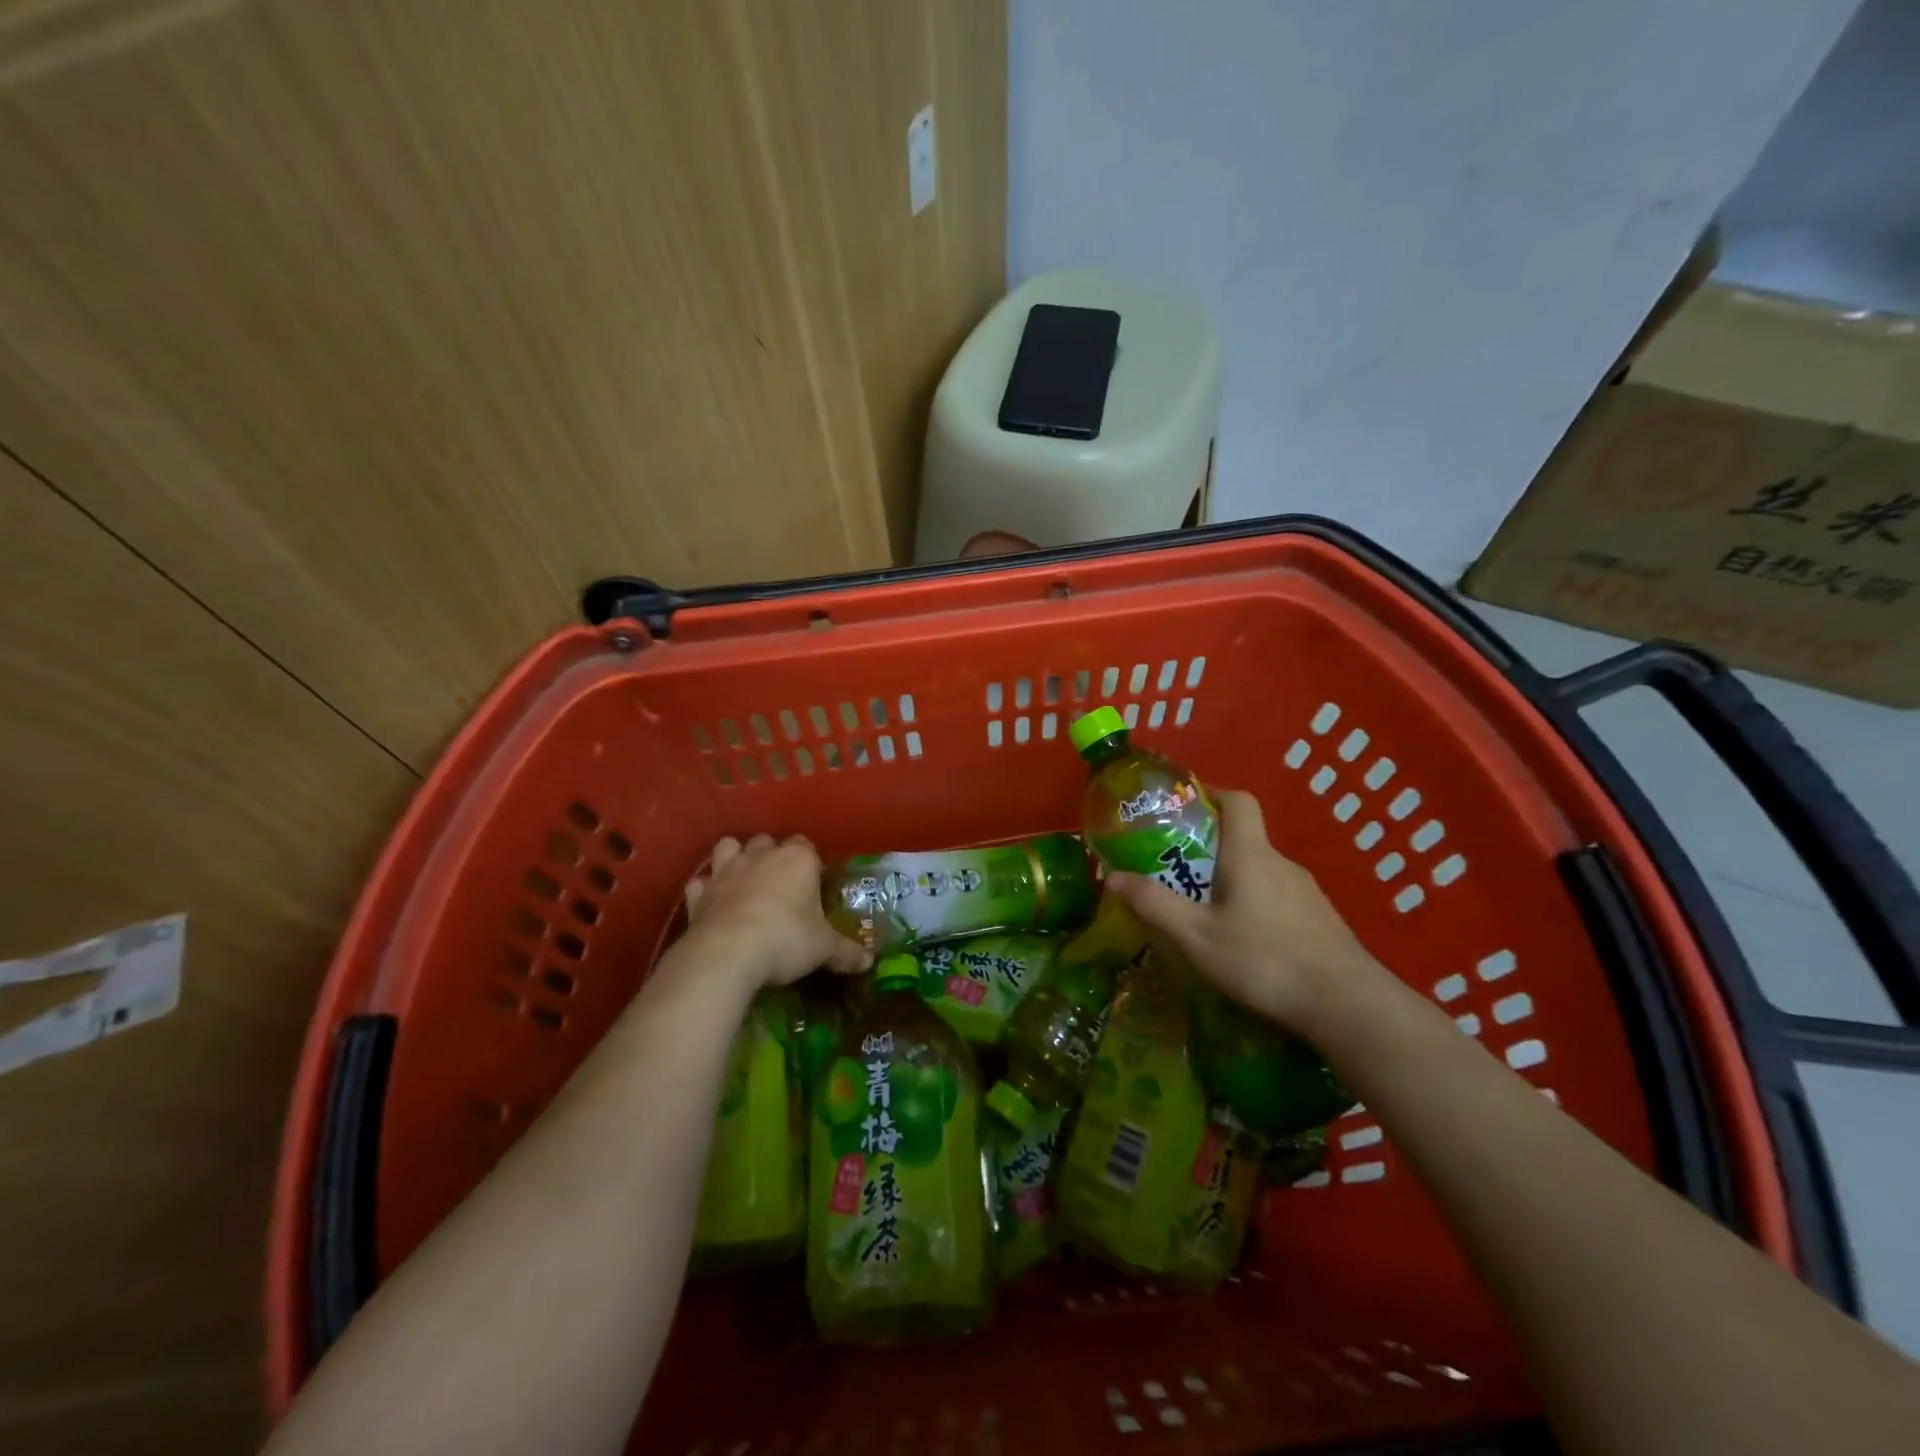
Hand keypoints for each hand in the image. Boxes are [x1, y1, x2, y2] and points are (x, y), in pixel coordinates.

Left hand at [677, 835, 870, 989]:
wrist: (727, 954)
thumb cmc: (786, 939)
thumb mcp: (824, 948)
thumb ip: (846, 951)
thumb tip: (869, 961)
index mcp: (797, 859)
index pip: (807, 845)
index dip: (810, 863)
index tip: (814, 884)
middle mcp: (760, 856)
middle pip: (767, 841)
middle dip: (772, 856)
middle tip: (781, 884)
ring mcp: (725, 871)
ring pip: (728, 848)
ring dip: (735, 858)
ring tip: (744, 881)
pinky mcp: (699, 894)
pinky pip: (701, 883)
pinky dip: (706, 890)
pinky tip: (713, 904)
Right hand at [1104, 789, 1384, 1034]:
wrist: (1348, 1006)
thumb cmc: (1264, 961)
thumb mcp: (1196, 937)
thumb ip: (1153, 905)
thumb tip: (1112, 876)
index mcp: (1250, 855)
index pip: (1238, 801)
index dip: (1212, 793)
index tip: (1183, 807)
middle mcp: (1281, 863)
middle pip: (1244, 838)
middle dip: (1209, 847)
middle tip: (1177, 871)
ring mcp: (1307, 893)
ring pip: (1261, 872)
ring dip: (1232, 880)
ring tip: (1205, 911)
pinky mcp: (1321, 921)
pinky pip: (1279, 898)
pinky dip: (1255, 905)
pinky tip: (1245, 942)